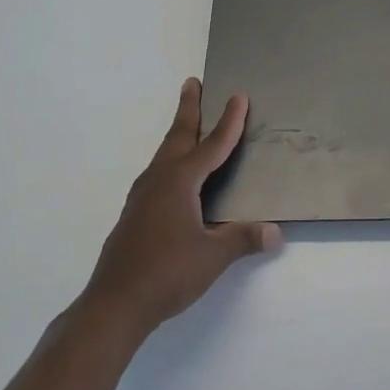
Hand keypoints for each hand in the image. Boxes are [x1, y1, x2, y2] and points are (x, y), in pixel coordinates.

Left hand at [77, 79, 281, 344]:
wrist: (114, 305)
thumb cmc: (166, 274)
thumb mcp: (213, 256)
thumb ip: (244, 239)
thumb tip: (276, 233)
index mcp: (179, 182)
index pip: (212, 145)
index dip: (229, 122)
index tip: (238, 97)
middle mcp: (158, 181)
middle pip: (178, 137)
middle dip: (188, 109)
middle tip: (192, 83)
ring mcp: (141, 198)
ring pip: (164, 155)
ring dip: (178, 135)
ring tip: (187, 125)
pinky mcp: (134, 215)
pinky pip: (157, 174)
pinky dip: (170, 160)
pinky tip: (173, 177)